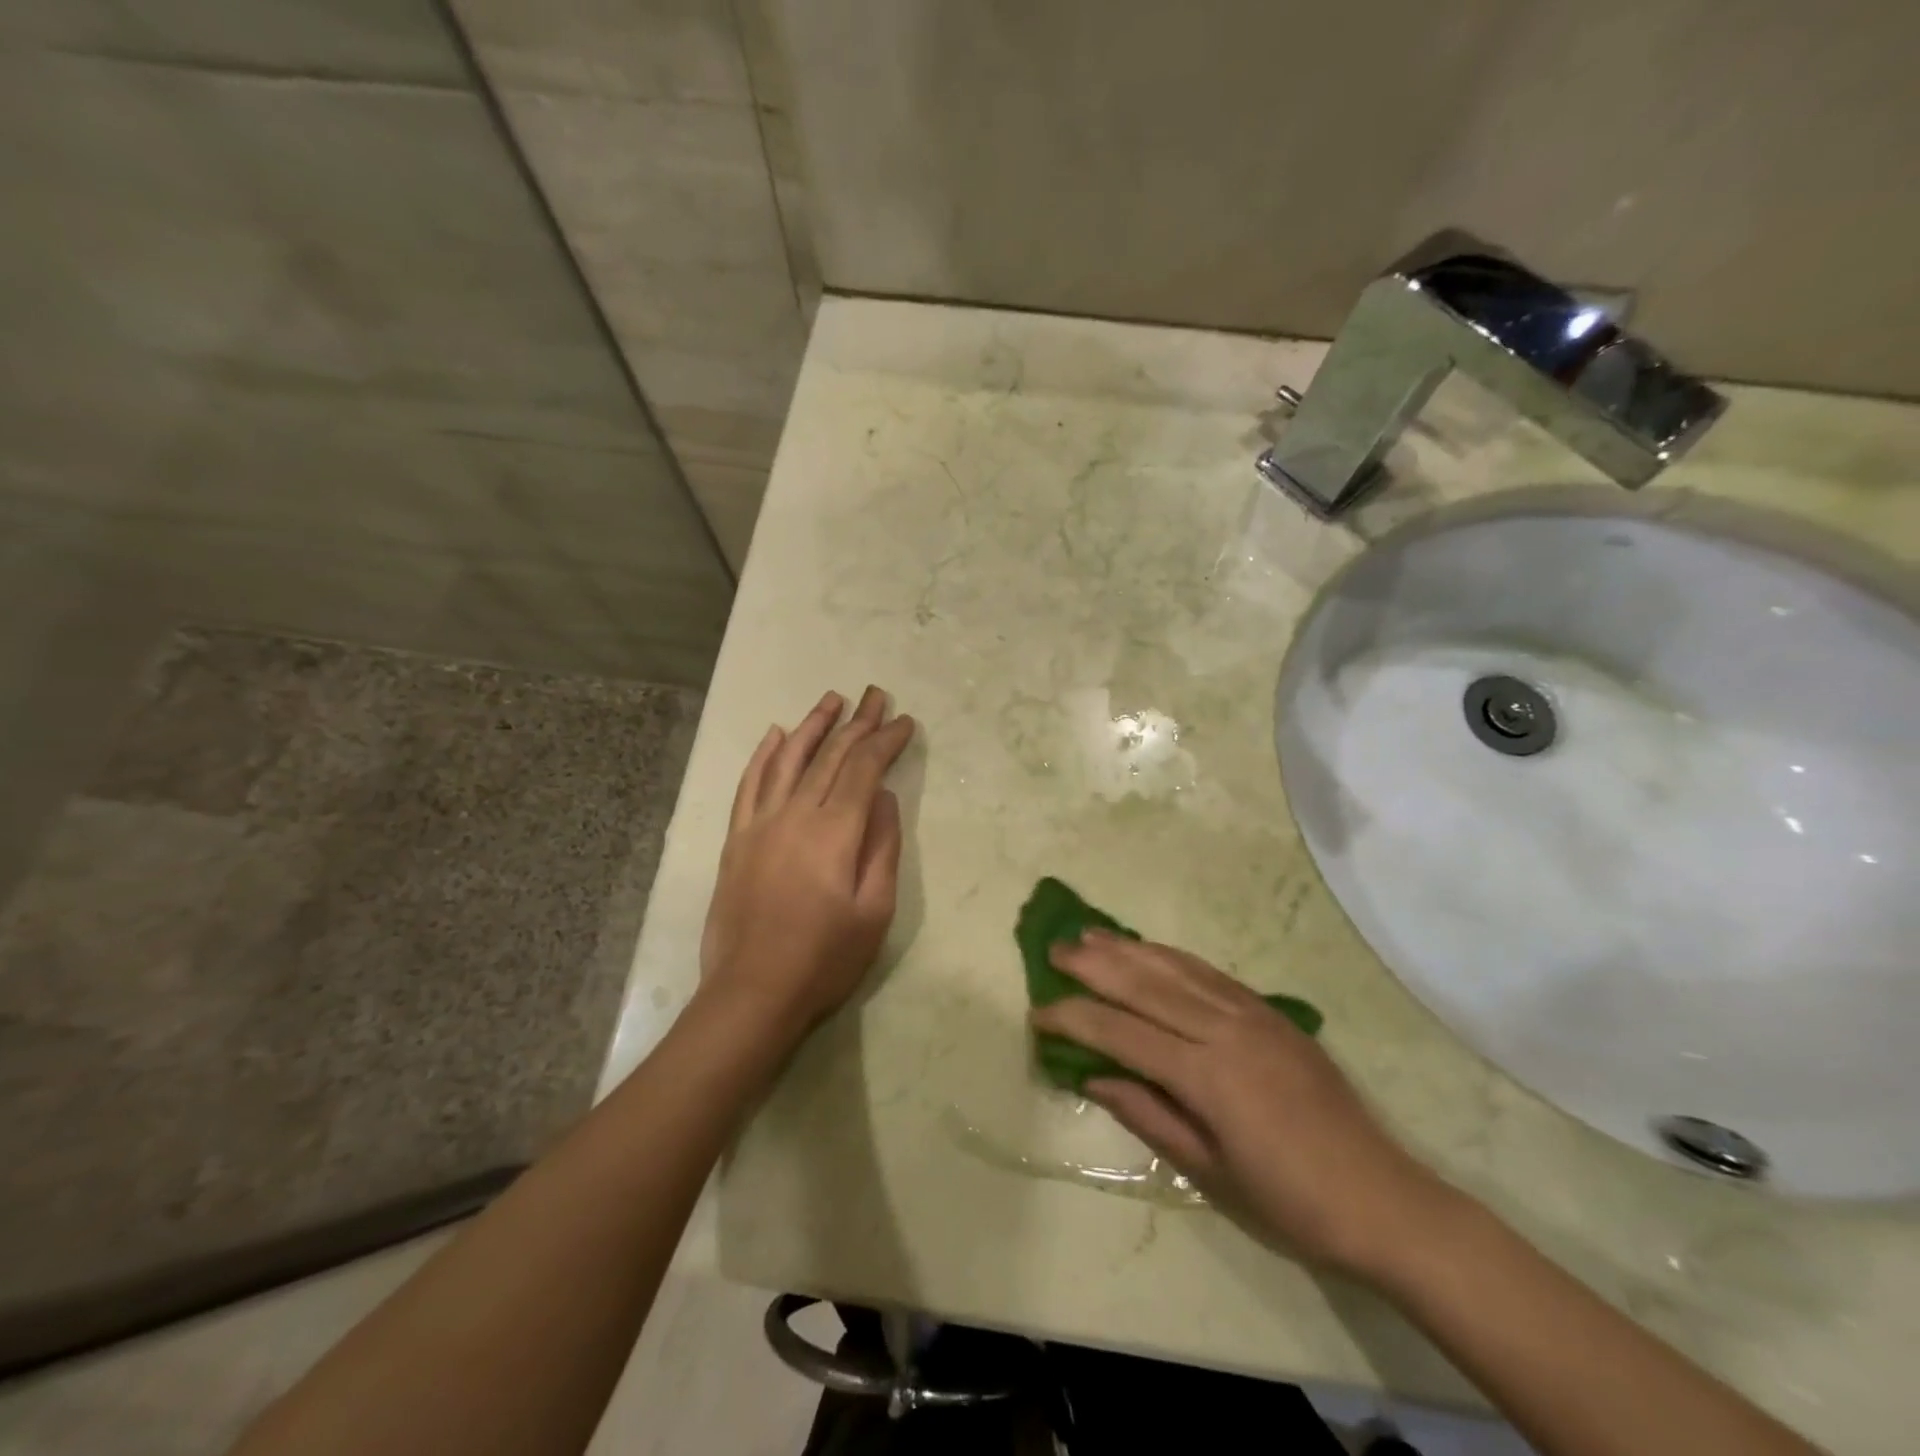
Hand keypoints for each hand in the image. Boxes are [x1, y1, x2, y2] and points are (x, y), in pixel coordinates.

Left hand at [699, 687, 915, 1044]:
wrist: (752, 993)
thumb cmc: (824, 958)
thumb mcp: (875, 910)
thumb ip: (883, 847)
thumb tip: (886, 798)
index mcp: (835, 831)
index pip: (864, 769)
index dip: (886, 741)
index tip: (904, 721)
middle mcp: (795, 815)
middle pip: (830, 756)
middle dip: (857, 722)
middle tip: (875, 695)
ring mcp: (760, 824)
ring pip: (788, 760)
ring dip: (813, 726)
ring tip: (831, 700)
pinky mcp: (737, 839)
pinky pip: (749, 785)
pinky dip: (763, 756)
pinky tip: (776, 734)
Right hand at [1031, 933, 1451, 1280]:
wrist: (1382, 1200)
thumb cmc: (1290, 1203)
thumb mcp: (1208, 1172)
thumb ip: (1147, 1114)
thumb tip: (1091, 1076)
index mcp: (1207, 1076)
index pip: (1122, 1033)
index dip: (1075, 1019)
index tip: (1038, 1012)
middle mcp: (1225, 1030)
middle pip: (1145, 985)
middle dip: (1093, 966)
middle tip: (1053, 952)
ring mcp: (1251, 1014)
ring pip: (1175, 968)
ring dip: (1128, 949)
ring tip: (1089, 935)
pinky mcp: (1270, 1012)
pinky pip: (1209, 972)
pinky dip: (1170, 956)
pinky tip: (1148, 950)